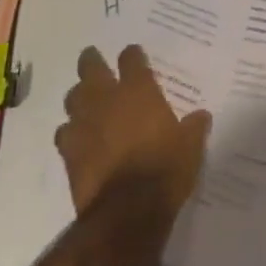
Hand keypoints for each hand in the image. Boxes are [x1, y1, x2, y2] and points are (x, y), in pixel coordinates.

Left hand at [55, 45, 211, 216]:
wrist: (128, 210)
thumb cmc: (165, 169)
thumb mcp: (191, 147)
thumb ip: (194, 127)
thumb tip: (201, 115)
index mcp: (138, 91)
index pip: (131, 59)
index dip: (132, 55)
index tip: (133, 55)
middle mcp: (107, 99)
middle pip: (91, 68)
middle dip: (92, 61)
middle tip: (93, 59)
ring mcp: (84, 124)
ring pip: (73, 97)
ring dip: (79, 96)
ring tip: (85, 100)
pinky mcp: (69, 151)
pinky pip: (64, 132)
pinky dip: (69, 131)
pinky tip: (75, 137)